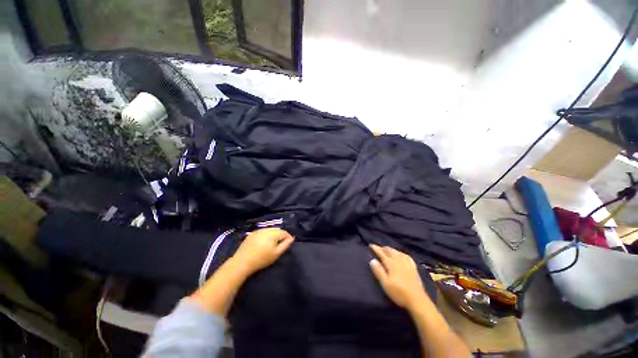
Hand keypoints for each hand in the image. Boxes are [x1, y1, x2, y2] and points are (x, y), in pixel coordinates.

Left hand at [232, 228, 294, 274]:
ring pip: (270, 230)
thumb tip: (292, 238)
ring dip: (273, 235)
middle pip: (277, 230)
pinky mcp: (252, 234)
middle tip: (281, 245)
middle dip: (281, 235)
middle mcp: (266, 229)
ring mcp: (258, 231)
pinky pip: (262, 232)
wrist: (242, 262)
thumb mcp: (276, 253)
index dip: (288, 238)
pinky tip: (264, 243)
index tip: (288, 244)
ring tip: (273, 244)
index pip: (284, 232)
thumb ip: (285, 245)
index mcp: (273, 233)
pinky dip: (266, 235)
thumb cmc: (262, 259)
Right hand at [369, 244, 428, 309]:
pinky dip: (401, 253)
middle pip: (390, 251)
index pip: (381, 253)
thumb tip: (372, 260)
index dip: (376, 248)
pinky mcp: (413, 268)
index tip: (370, 245)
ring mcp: (407, 263)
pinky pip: (406, 256)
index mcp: (391, 264)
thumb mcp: (385, 283)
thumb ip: (378, 271)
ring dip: (391, 249)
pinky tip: (401, 255)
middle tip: (379, 247)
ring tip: (387, 249)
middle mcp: (399, 260)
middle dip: (383, 248)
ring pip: (398, 252)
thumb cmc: (399, 292)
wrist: (417, 300)